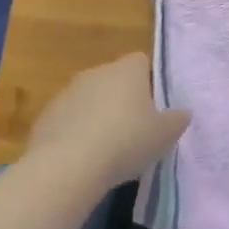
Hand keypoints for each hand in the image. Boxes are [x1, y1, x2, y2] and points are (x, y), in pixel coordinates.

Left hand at [26, 53, 189, 190]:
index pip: (141, 62)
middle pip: (113, 79)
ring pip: (88, 99)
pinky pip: (66, 120)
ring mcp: (67, 93)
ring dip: (95, 116)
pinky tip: (81, 159)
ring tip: (105, 150)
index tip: (152, 108)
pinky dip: (74, 133)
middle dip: (121, 100)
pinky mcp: (45, 117)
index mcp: (127, 70)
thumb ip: (177, 120)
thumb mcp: (165, 134)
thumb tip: (183, 112)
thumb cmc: (126, 141)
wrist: (68, 165)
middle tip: (132, 130)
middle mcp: (96, 72)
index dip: (148, 82)